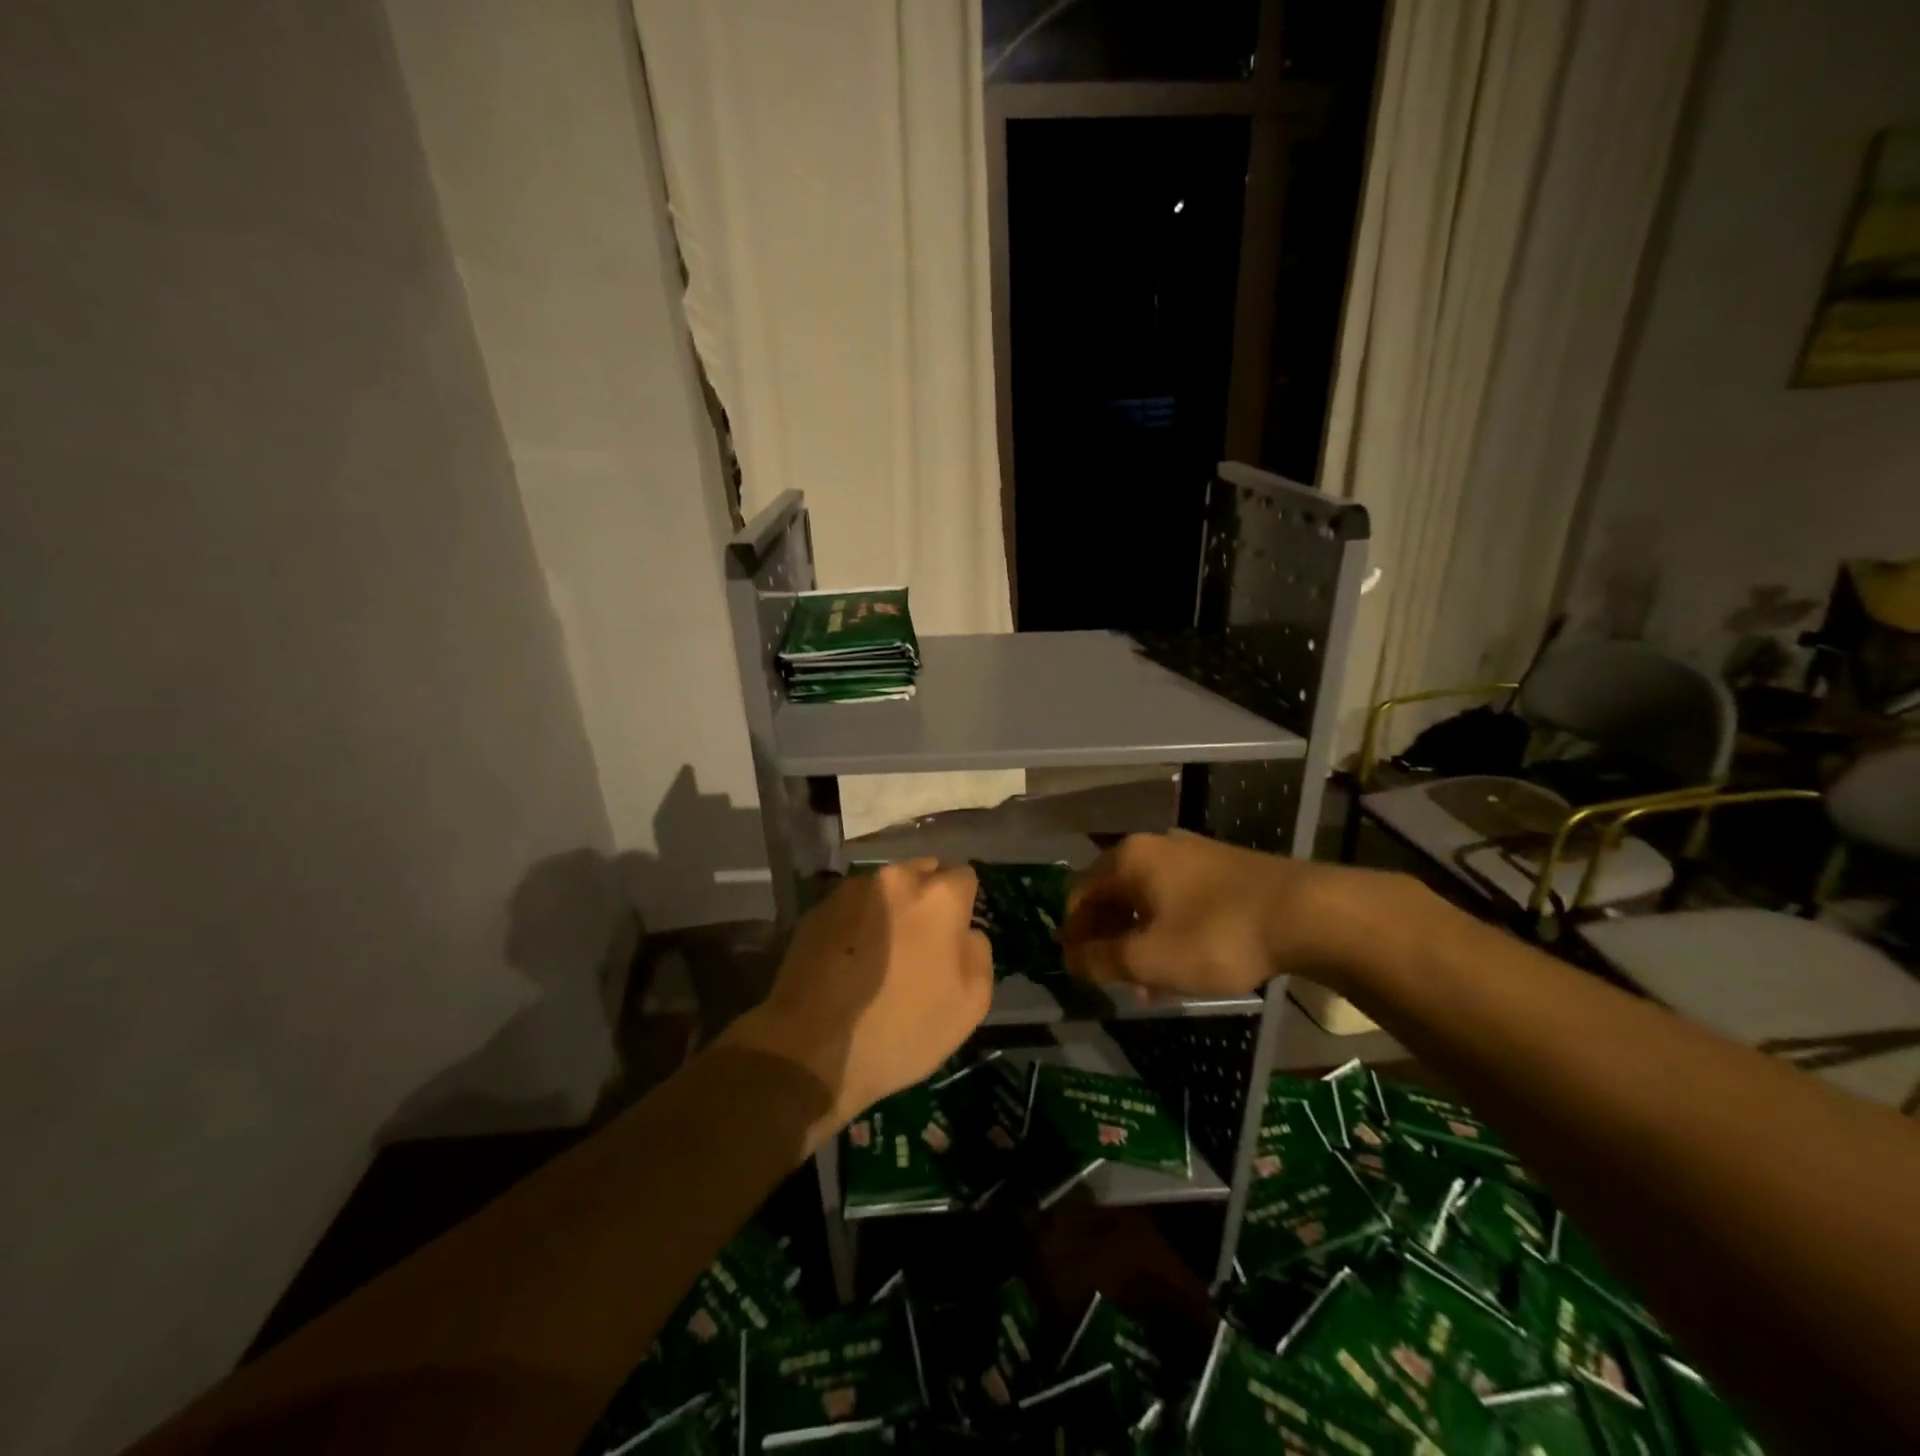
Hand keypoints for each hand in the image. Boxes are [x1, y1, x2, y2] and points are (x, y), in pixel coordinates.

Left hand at [724, 860, 991, 1138]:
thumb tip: (966, 933)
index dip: (963, 905)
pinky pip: (852, 907)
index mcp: (938, 896)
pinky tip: (850, 960)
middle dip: (927, 898)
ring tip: (882, 952)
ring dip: (890, 908)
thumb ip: (978, 954)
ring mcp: (851, 891)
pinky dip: (857, 923)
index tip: (954, 935)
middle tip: (921, 941)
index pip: (964, 876)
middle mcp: (895, 879)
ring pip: (885, 889)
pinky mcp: (817, 910)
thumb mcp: (969, 1006)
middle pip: (922, 872)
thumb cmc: (902, 1030)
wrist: (811, 1049)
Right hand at [1060, 830, 1380, 998]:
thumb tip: (1069, 960)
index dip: (1072, 934)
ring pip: (1148, 902)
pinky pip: (1178, 901)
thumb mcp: (1148, 958)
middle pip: (1113, 896)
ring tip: (1152, 986)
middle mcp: (1154, 846)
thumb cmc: (1213, 935)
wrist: (1305, 913)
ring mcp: (1191, 855)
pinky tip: (1185, 967)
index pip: (1078, 894)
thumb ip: (1101, 960)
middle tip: (1115, 981)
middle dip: (1109, 941)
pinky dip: (1169, 932)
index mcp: (1127, 858)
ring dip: (1140, 942)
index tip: (1076, 969)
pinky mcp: (1222, 869)